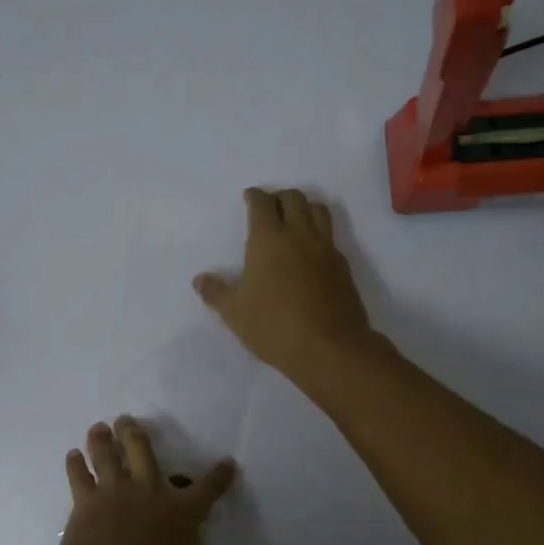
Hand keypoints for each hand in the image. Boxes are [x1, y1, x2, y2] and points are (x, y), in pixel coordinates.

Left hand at [55, 417, 286, 544]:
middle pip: (144, 452)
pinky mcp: (85, 503)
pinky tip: (71, 455)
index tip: (227, 462)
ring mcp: (114, 493)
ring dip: (104, 440)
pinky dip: (75, 465)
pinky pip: (79, 478)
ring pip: (108, 457)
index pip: (208, 488)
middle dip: (137, 434)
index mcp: (181, 512)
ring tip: (99, 426)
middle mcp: (149, 492)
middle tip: (128, 418)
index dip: (220, 476)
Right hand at [193, 187, 379, 383]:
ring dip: (304, 206)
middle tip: (269, 208)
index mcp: (268, 240)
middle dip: (279, 197)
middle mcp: (299, 235)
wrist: (329, 348)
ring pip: (318, 210)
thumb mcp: (235, 313)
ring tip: (294, 219)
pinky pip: (331, 236)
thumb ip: (216, 292)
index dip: (254, 196)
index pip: (262, 203)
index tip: (249, 197)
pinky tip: (312, 250)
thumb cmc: (274, 327)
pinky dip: (319, 232)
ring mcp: (325, 249)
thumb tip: (200, 279)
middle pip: (293, 198)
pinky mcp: (343, 266)